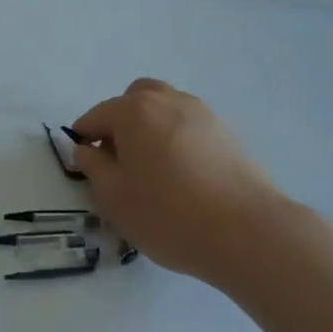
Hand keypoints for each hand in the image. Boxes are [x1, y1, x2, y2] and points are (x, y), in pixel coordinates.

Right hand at [71, 79, 300, 287]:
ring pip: (166, 109)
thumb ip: (93, 167)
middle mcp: (168, 100)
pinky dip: (178, 140)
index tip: (85, 166)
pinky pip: (190, 126)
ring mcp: (203, 113)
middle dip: (120, 123)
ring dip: (151, 128)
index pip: (96, 116)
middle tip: (120, 161)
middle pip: (134, 99)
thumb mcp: (113, 197)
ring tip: (154, 170)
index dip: (84, 139)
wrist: (247, 232)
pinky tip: (184, 176)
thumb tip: (87, 149)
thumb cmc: (167, 213)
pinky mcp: (228, 133)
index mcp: (133, 110)